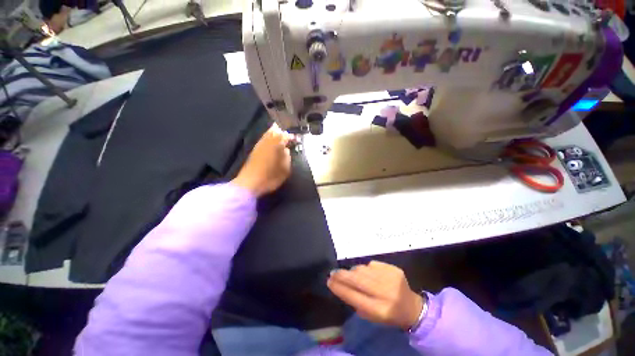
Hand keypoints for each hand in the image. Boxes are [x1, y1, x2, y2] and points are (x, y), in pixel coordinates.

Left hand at [232, 123, 292, 196]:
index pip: (285, 136)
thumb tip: (286, 150)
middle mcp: (267, 142)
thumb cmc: (270, 177)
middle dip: (282, 132)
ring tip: (280, 137)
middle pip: (275, 131)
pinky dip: (268, 138)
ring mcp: (259, 145)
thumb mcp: (285, 170)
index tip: (295, 139)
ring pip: (267, 134)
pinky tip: (271, 143)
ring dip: (274, 134)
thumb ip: (287, 157)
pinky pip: (263, 139)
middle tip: (287, 135)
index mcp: (276, 145)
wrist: (250, 183)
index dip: (291, 137)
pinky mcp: (254, 150)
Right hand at [327, 261, 423, 329]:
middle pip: (357, 280)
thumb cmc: (389, 315)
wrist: (412, 307)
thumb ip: (356, 302)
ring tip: (349, 274)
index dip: (339, 288)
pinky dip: (365, 268)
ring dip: (353, 271)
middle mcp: (385, 293)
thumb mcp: (371, 317)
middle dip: (342, 275)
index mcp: (380, 310)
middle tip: (332, 272)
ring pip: (363, 270)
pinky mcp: (393, 269)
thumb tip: (340, 284)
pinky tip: (366, 273)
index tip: (329, 281)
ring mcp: (390, 278)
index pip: (354, 297)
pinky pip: (371, 264)